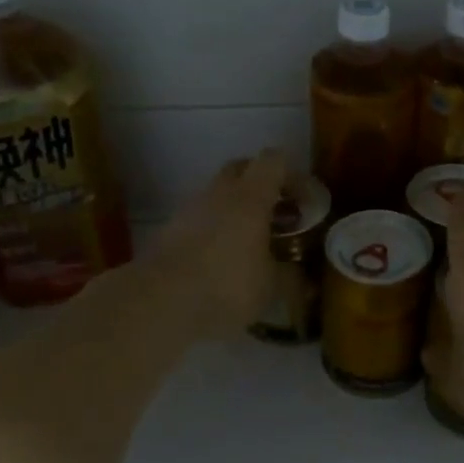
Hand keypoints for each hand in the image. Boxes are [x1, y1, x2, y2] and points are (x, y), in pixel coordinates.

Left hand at [143, 149, 286, 339]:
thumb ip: (290, 276)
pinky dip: (214, 227)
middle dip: (260, 182)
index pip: (273, 161)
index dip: (291, 173)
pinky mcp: (169, 230)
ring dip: (234, 206)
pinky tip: (221, 256)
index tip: (303, 198)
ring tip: (248, 237)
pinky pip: (199, 217)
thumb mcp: (271, 287)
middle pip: (241, 168)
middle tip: (276, 211)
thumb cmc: (227, 286)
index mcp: (250, 197)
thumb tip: (304, 278)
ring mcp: (189, 209)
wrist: (160, 301)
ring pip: (217, 193)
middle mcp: (219, 193)